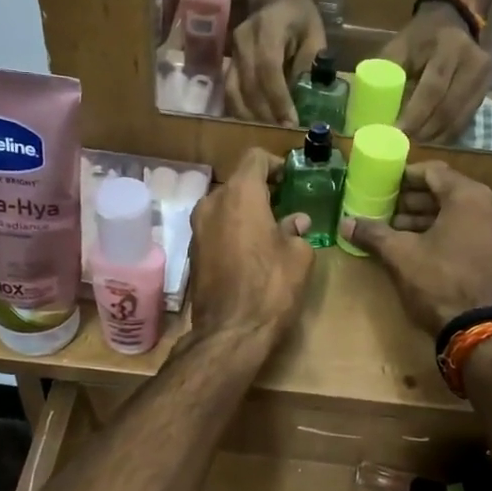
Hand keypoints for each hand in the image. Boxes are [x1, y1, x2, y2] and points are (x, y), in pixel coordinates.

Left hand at [186, 148, 315, 345]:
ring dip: (246, 211)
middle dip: (261, 190)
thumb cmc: (271, 287)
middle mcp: (212, 203)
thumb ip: (296, 230)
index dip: (275, 164)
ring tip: (270, 229)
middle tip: (285, 205)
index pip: (255, 158)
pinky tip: (251, 250)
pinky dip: (233, 230)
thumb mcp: (298, 256)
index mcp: (240, 194)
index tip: (291, 179)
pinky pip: (216, 227)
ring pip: (225, 206)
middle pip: (238, 182)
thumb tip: (295, 222)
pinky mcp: (193, 251)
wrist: (230, 332)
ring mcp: (197, 228)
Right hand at [223, 0, 325, 125]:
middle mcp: (243, 42)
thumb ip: (309, 64)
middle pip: (249, 87)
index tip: (291, 123)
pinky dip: (240, 112)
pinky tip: (253, 126)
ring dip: (250, 118)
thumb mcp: (314, 34)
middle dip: (265, 116)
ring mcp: (231, 54)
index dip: (278, 100)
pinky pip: (229, 93)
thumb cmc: (298, 15)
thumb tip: (306, 99)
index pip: (268, 70)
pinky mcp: (227, 64)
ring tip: (268, 136)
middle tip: (282, 137)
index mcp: (267, 30)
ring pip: (233, 93)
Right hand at [337, 162, 491, 334]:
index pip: (434, 172)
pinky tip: (432, 251)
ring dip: (435, 220)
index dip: (407, 177)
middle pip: (451, 193)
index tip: (386, 186)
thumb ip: (373, 234)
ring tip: (405, 234)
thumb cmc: (440, 284)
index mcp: (470, 197)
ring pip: (465, 215)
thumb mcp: (400, 256)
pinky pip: (479, 234)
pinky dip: (455, 235)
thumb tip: (346, 222)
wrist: (482, 333)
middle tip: (391, 213)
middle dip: (418, 202)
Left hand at [382, 4, 491, 143]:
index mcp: (447, 46)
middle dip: (425, 131)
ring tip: (416, 143)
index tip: (397, 132)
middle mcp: (472, 61)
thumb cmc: (421, 35)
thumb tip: (371, 107)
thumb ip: (387, 72)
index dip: (415, 115)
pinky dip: (448, 132)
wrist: (455, 18)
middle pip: (448, 107)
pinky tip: (433, 138)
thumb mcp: (400, 45)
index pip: (433, 88)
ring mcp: (484, 76)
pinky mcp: (488, 88)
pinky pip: (467, 118)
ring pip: (459, 117)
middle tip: (404, 144)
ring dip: (436, 136)